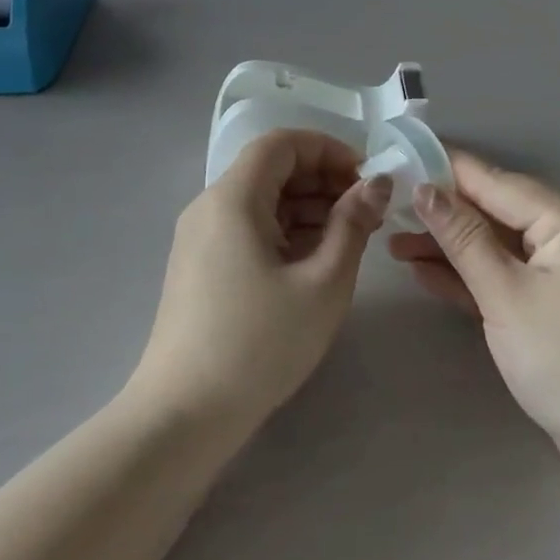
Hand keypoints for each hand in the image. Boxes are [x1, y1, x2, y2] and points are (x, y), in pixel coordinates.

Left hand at [132, 130, 390, 434]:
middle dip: (322, 180)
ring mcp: (201, 237)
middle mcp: (210, 206)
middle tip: (366, 212)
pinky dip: (285, 232)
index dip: (328, 150)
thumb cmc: (260, 344)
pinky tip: (315, 261)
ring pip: (261, 201)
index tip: (365, 179)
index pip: (281, 143)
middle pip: (271, 169)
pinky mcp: (201, 266)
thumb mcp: (323, 283)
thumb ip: (353, 224)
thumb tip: (376, 184)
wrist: (183, 415)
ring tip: (349, 238)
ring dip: (307, 208)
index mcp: (233, 198)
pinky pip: (248, 228)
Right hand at [389, 151, 559, 477]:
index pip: (495, 181)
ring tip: (393, 246)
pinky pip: (506, 275)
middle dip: (441, 213)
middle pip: (494, 211)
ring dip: (449, 247)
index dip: (444, 169)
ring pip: (496, 245)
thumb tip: (424, 188)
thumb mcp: (506, 296)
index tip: (397, 157)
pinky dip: (470, 275)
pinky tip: (424, 272)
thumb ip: (463, 238)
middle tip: (386, 210)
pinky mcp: (554, 302)